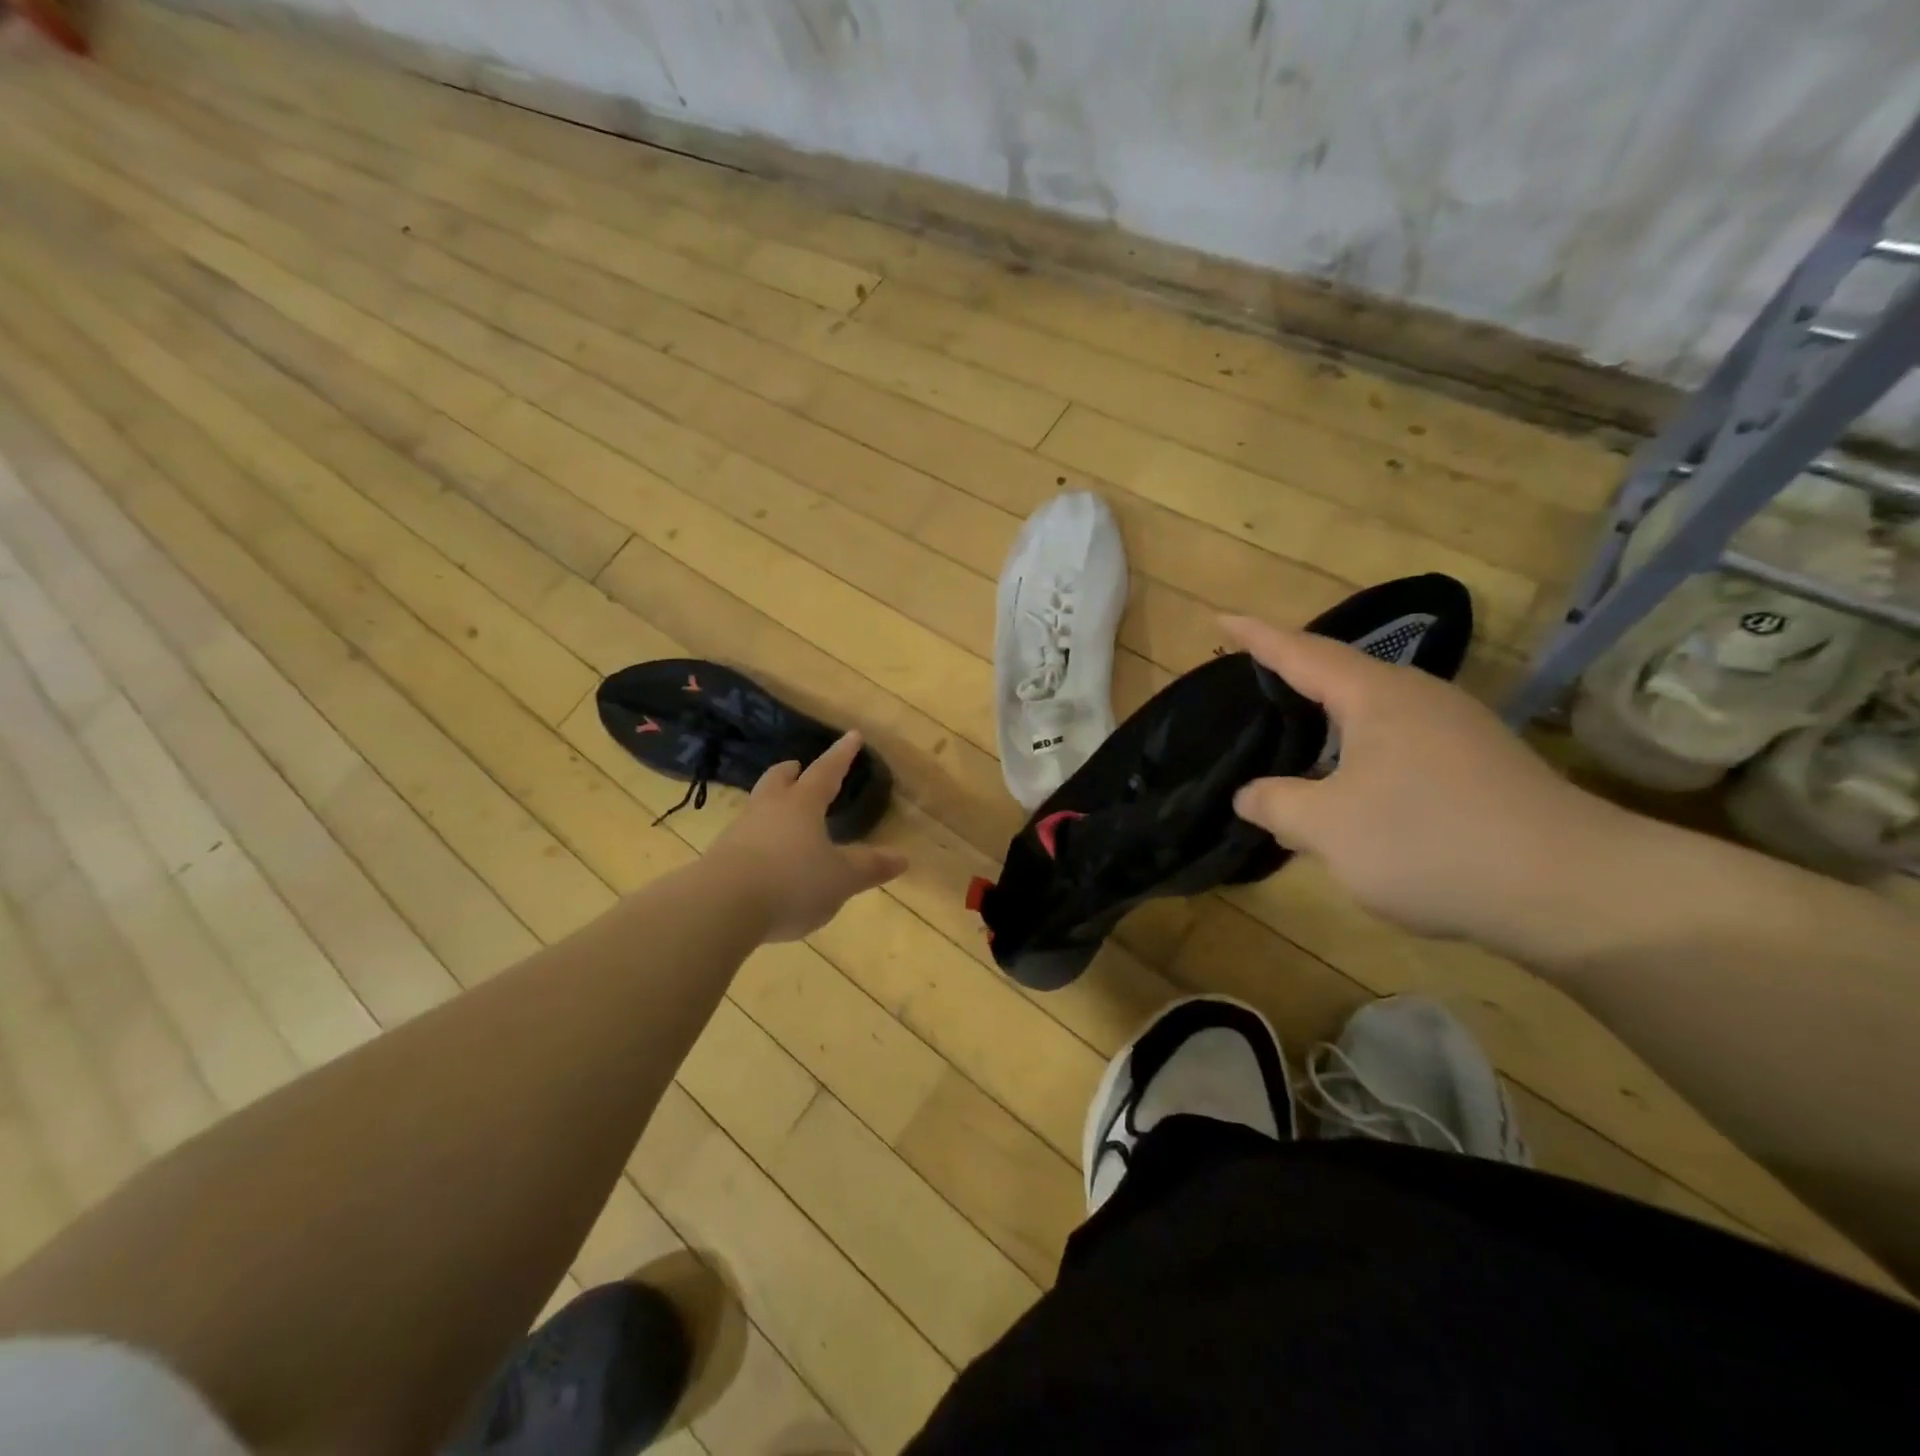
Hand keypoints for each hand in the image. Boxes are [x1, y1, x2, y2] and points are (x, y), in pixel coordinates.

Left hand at [704, 732, 907, 941]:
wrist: (721, 906)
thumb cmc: (792, 882)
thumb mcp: (841, 879)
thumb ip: (869, 867)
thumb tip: (902, 857)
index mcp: (802, 805)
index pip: (826, 771)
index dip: (842, 755)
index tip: (852, 735)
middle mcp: (769, 809)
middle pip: (778, 780)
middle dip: (791, 772)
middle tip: (798, 768)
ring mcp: (739, 832)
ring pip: (758, 807)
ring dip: (771, 805)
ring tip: (783, 816)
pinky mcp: (720, 858)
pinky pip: (744, 838)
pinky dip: (759, 838)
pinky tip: (765, 857)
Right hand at [1224, 616, 1628, 943]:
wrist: (1576, 890)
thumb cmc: (1430, 842)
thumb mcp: (1329, 828)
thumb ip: (1277, 804)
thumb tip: (1249, 795)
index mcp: (1377, 696)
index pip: (1302, 653)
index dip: (1257, 637)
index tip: (1222, 619)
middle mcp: (1420, 700)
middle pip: (1342, 676)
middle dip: (1295, 677)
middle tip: (1253, 682)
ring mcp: (1459, 732)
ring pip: (1374, 716)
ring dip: (1330, 725)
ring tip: (1295, 740)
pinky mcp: (1482, 769)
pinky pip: (1401, 747)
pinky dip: (1361, 756)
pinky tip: (1353, 792)